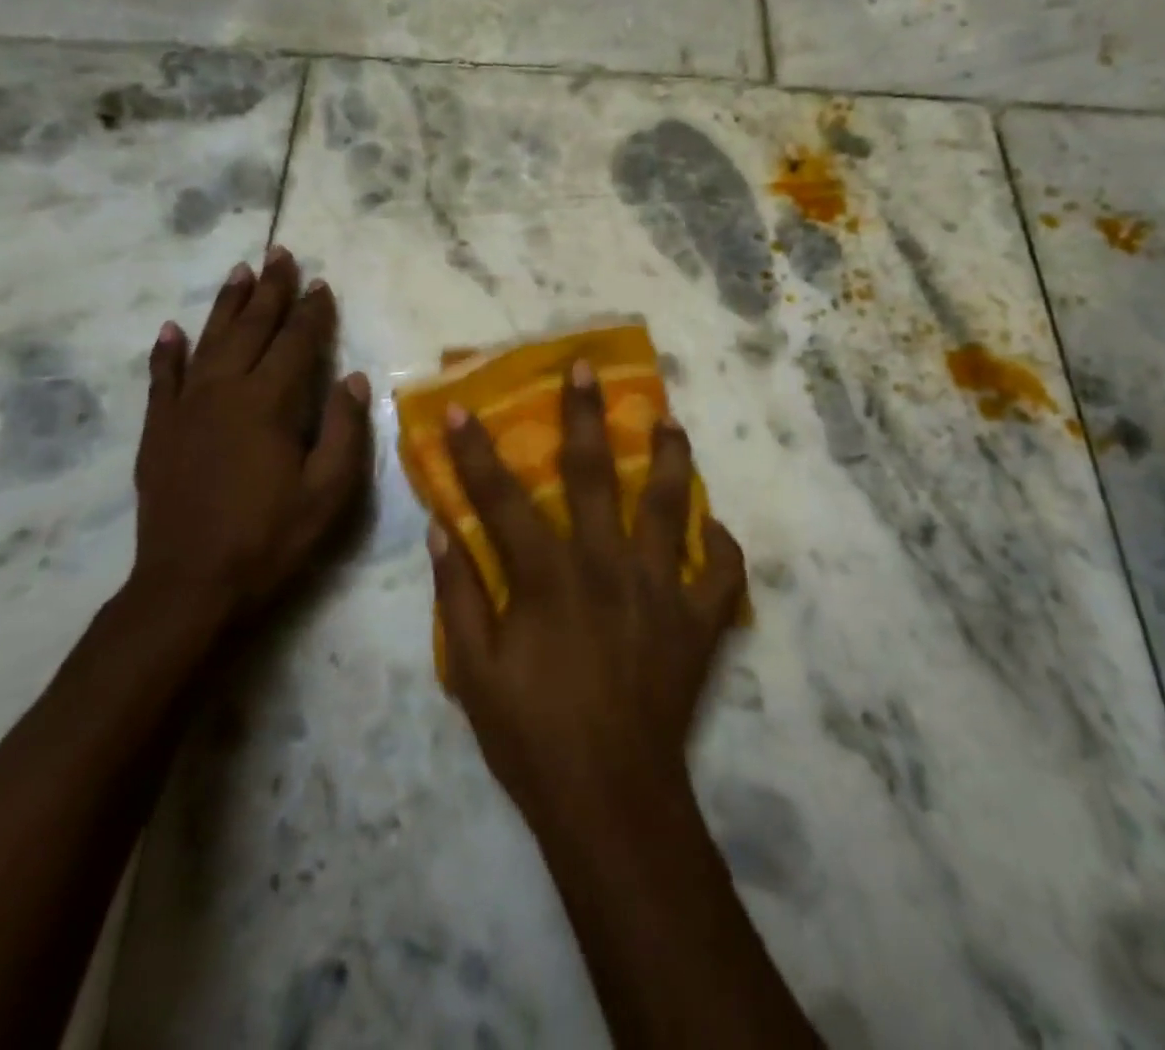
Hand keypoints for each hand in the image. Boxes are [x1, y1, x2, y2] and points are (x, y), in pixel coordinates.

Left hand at [129, 246, 371, 630]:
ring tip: (239, 272)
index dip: (312, 312)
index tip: (322, 283)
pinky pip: (161, 379)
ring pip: (207, 342)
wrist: (189, 585)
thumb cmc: (270, 538)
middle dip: (269, 290)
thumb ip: (343, 429)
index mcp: (268, 403)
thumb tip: (352, 378)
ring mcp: (184, 409)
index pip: (295, 343)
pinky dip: (167, 351)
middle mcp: (224, 391)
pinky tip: (171, 329)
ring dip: (226, 305)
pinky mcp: (158, 431)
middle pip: (250, 328)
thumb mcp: (328, 491)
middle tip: (279, 255)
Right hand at [430, 359, 746, 834]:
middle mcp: (606, 563)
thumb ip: (458, 594)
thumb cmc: (532, 734)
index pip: (502, 497)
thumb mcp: (473, 671)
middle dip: (586, 415)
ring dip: (670, 457)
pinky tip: (713, 531)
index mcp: (548, 574)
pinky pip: (721, 573)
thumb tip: (442, 528)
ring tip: (671, 421)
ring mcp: (659, 587)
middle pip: (595, 473)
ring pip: (670, 504)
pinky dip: (720, 548)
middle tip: (588, 368)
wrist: (610, 797)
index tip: (463, 407)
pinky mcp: (698, 621)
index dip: (477, 450)